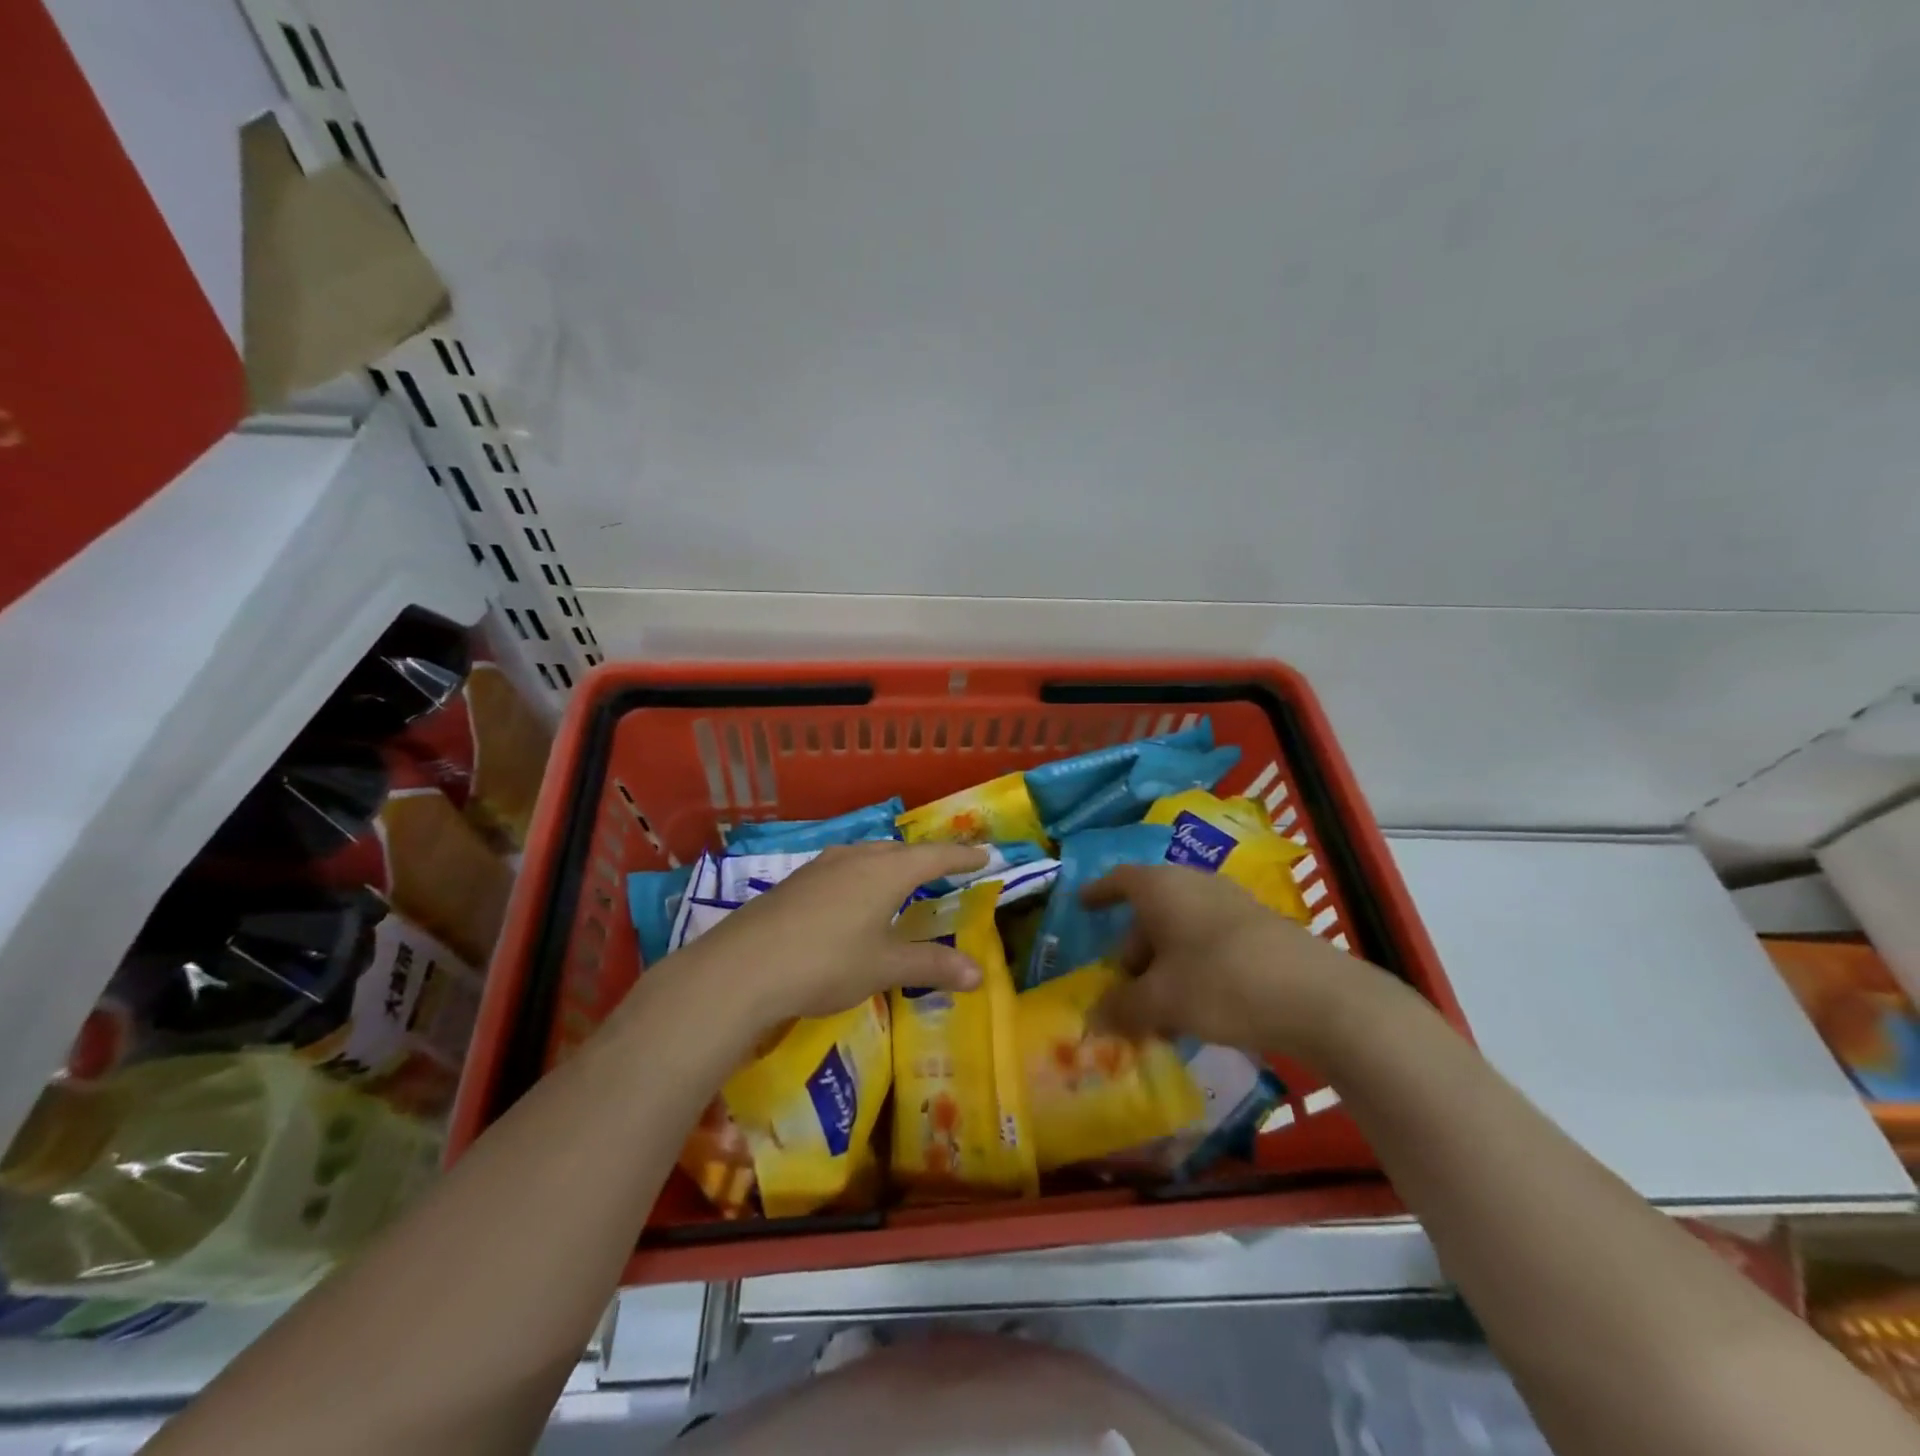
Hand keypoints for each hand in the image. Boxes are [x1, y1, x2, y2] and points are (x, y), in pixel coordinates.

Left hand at [672, 840, 991, 1025]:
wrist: (742, 967)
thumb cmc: (826, 963)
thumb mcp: (883, 967)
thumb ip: (931, 966)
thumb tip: (978, 973)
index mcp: (887, 872)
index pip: (935, 856)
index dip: (962, 856)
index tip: (985, 854)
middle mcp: (856, 858)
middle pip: (900, 851)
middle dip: (925, 858)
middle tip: (944, 867)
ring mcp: (821, 866)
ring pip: (867, 855)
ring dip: (890, 863)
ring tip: (900, 877)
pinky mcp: (795, 881)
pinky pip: (842, 867)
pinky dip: (862, 874)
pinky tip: (852, 895)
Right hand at [1082, 864, 1367, 1059]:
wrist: (1320, 997)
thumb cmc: (1221, 983)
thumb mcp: (1162, 1001)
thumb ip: (1122, 1008)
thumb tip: (1094, 1018)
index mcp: (1162, 888)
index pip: (1119, 879)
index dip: (1098, 893)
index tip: (1082, 905)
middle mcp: (1194, 885)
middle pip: (1150, 912)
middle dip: (1133, 950)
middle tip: (1125, 989)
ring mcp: (1231, 905)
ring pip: (1182, 931)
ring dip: (1164, 967)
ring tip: (1160, 1011)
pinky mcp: (1261, 930)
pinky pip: (1210, 943)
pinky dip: (1193, 969)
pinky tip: (1199, 1009)